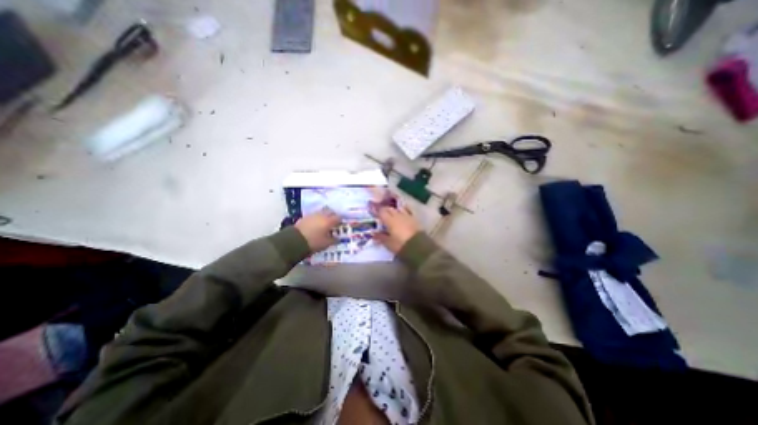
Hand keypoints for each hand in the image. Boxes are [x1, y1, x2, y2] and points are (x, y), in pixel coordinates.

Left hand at [295, 210, 342, 251]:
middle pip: (330, 211)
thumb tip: (338, 238)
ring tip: (325, 223)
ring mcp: (312, 215)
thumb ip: (334, 240)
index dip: (341, 221)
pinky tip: (316, 224)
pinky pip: (314, 215)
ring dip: (325, 216)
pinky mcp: (305, 217)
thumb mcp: (326, 244)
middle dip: (333, 215)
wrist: (294, 241)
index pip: (338, 217)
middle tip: (334, 222)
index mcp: (329, 221)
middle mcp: (322, 215)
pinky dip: (317, 218)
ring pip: (322, 212)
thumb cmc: (314, 242)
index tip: (341, 225)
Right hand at [372, 204, 420, 253]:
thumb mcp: (388, 243)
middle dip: (384, 209)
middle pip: (389, 208)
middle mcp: (397, 215)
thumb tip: (373, 234)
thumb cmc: (400, 245)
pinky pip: (407, 211)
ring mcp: (407, 216)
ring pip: (398, 208)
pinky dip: (403, 210)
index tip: (372, 210)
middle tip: (380, 212)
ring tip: (390, 212)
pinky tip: (402, 212)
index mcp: (389, 220)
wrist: (418, 246)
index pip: (381, 212)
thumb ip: (380, 237)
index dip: (376, 211)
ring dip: (393, 209)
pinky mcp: (414, 219)